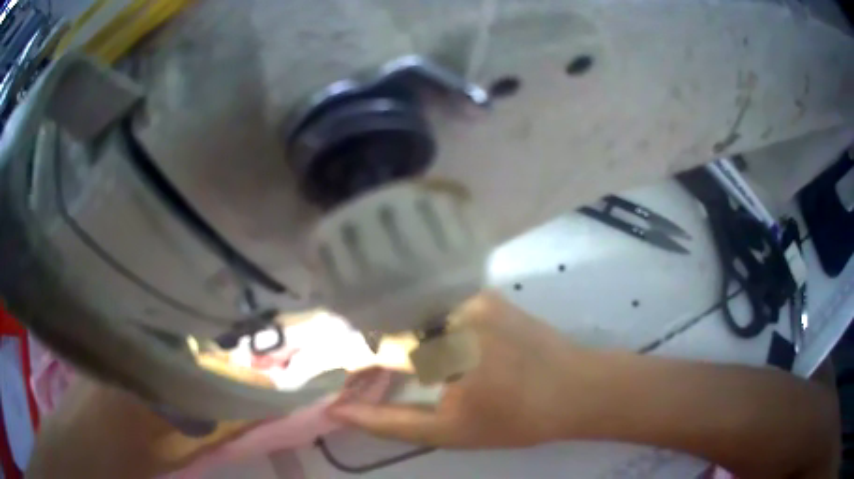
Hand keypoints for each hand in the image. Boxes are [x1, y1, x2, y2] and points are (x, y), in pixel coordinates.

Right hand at [327, 292, 601, 448]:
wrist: (577, 388)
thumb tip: (337, 411)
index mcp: (441, 347)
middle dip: (365, 342)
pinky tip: (418, 341)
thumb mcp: (448, 432)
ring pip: (408, 306)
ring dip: (390, 330)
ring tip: (386, 359)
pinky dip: (416, 320)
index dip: (345, 356)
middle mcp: (451, 308)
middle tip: (360, 370)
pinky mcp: (483, 292)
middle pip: (385, 317)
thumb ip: (387, 423)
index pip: (370, 342)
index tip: (335, 373)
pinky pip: (434, 301)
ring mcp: (470, 294)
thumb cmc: (515, 419)